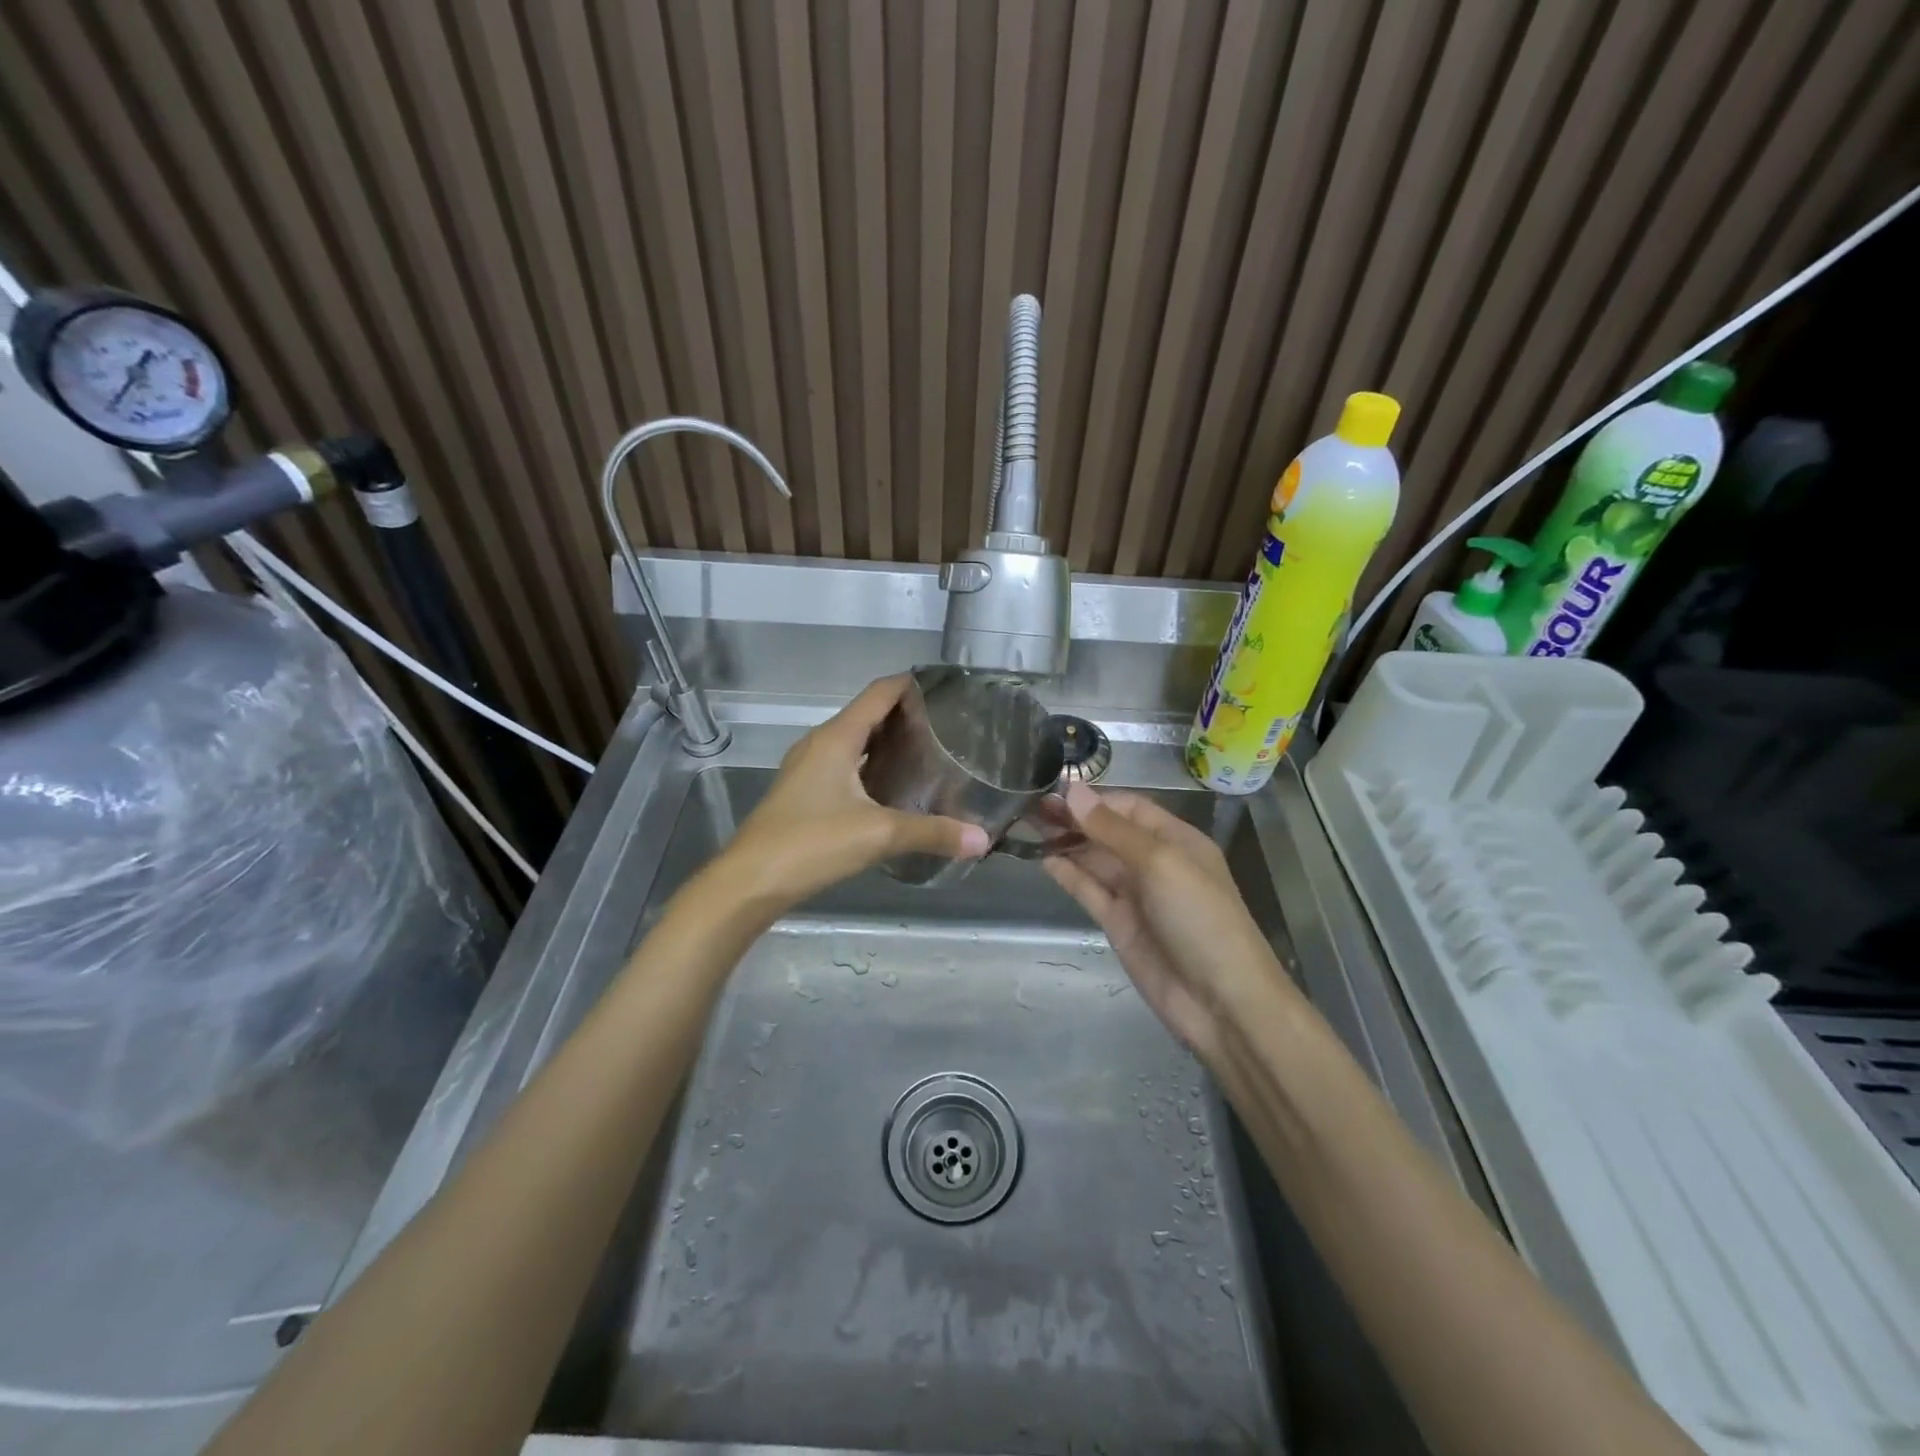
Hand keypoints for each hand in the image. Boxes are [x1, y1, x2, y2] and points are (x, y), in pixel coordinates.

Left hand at [717, 674, 990, 908]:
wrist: (749, 881)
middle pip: (868, 715)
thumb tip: (982, 837)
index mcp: (837, 738)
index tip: (947, 690)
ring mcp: (808, 768)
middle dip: (905, 716)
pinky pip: (844, 765)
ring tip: (927, 754)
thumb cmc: (811, 843)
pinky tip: (892, 789)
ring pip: (855, 742)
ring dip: (887, 742)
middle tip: (948, 728)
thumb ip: (932, 833)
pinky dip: (871, 766)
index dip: (911, 685)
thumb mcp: (878, 835)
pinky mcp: (804, 793)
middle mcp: (820, 744)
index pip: (879, 693)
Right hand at [1044, 784, 1295, 1055]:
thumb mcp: (1160, 863)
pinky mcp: (1118, 923)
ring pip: (1094, 859)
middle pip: (1107, 831)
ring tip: (1026, 826)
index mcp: (1175, 839)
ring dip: (1065, 842)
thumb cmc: (1199, 918)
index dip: (1093, 799)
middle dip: (1074, 818)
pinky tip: (1043, 859)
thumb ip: (1113, 828)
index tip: (1053, 791)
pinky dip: (1068, 874)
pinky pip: (1089, 890)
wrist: (1220, 1001)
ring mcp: (1135, 894)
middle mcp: (1154, 862)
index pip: (1129, 807)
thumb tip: (1074, 790)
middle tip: (1029, 807)